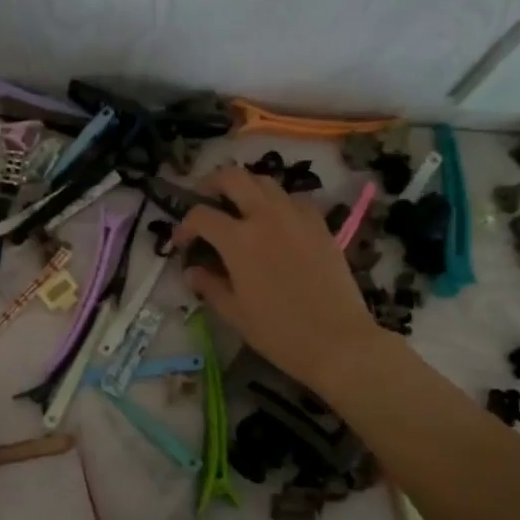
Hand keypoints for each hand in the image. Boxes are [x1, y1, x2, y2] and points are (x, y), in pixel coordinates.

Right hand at [172, 165, 382, 394]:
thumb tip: (192, 270)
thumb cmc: (279, 332)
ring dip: (245, 188)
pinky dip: (277, 202)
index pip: (201, 215)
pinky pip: (294, 199)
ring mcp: (296, 217)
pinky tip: (275, 222)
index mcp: (238, 240)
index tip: (181, 242)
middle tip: (205, 201)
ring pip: (265, 181)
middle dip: (211, 184)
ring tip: (238, 208)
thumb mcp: (234, 313)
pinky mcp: (320, 225)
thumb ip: (209, 285)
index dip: (184, 226)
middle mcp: (266, 217)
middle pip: (233, 177)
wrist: (338, 341)